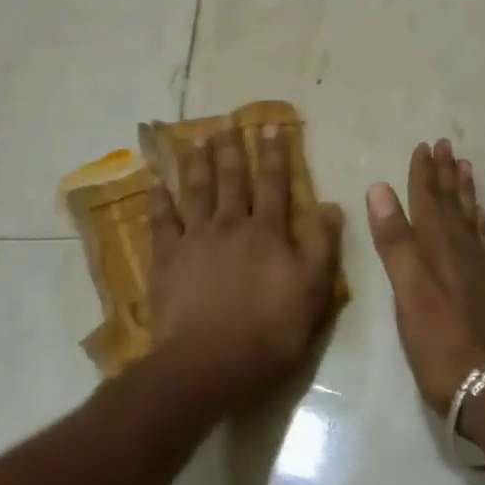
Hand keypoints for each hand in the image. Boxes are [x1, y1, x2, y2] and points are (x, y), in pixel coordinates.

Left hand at [147, 124, 343, 405]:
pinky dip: (157, 198)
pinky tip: (154, 180)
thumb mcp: (313, 292)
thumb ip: (323, 247)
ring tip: (195, 138)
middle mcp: (231, 225)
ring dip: (196, 163)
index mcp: (268, 232)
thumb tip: (330, 205)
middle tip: (227, 122)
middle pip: (232, 180)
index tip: (272, 127)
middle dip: (232, 150)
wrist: (208, 362)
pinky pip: (161, 220)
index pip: (275, 184)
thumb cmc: (268, 331)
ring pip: (196, 191)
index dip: (275, 155)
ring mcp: (195, 240)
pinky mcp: (167, 259)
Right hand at [366, 139, 484, 418]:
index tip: (423, 146)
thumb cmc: (439, 341)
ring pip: (470, 217)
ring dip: (464, 191)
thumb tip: (379, 188)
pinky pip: (484, 241)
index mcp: (437, 247)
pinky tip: (480, 219)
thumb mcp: (408, 291)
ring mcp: (478, 268)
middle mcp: (460, 250)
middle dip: (445, 174)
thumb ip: (395, 241)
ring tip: (464, 167)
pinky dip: (479, 222)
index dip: (423, 173)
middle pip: (451, 203)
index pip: (428, 200)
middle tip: (445, 144)